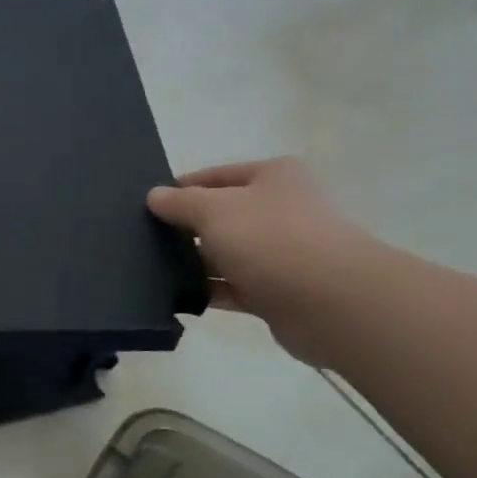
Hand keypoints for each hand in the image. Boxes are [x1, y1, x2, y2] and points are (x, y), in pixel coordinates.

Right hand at [147, 157, 378, 364]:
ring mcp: (282, 252)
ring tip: (153, 270)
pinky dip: (210, 291)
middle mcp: (281, 210)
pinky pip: (234, 287)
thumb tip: (154, 195)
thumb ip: (180, 202)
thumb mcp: (213, 210)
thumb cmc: (271, 239)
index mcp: (273, 177)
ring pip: (227, 253)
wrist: (332, 302)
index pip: (215, 176)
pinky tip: (179, 296)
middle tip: (144, 240)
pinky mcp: (278, 291)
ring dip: (196, 262)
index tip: (146, 206)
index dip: (180, 189)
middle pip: (221, 215)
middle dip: (186, 228)